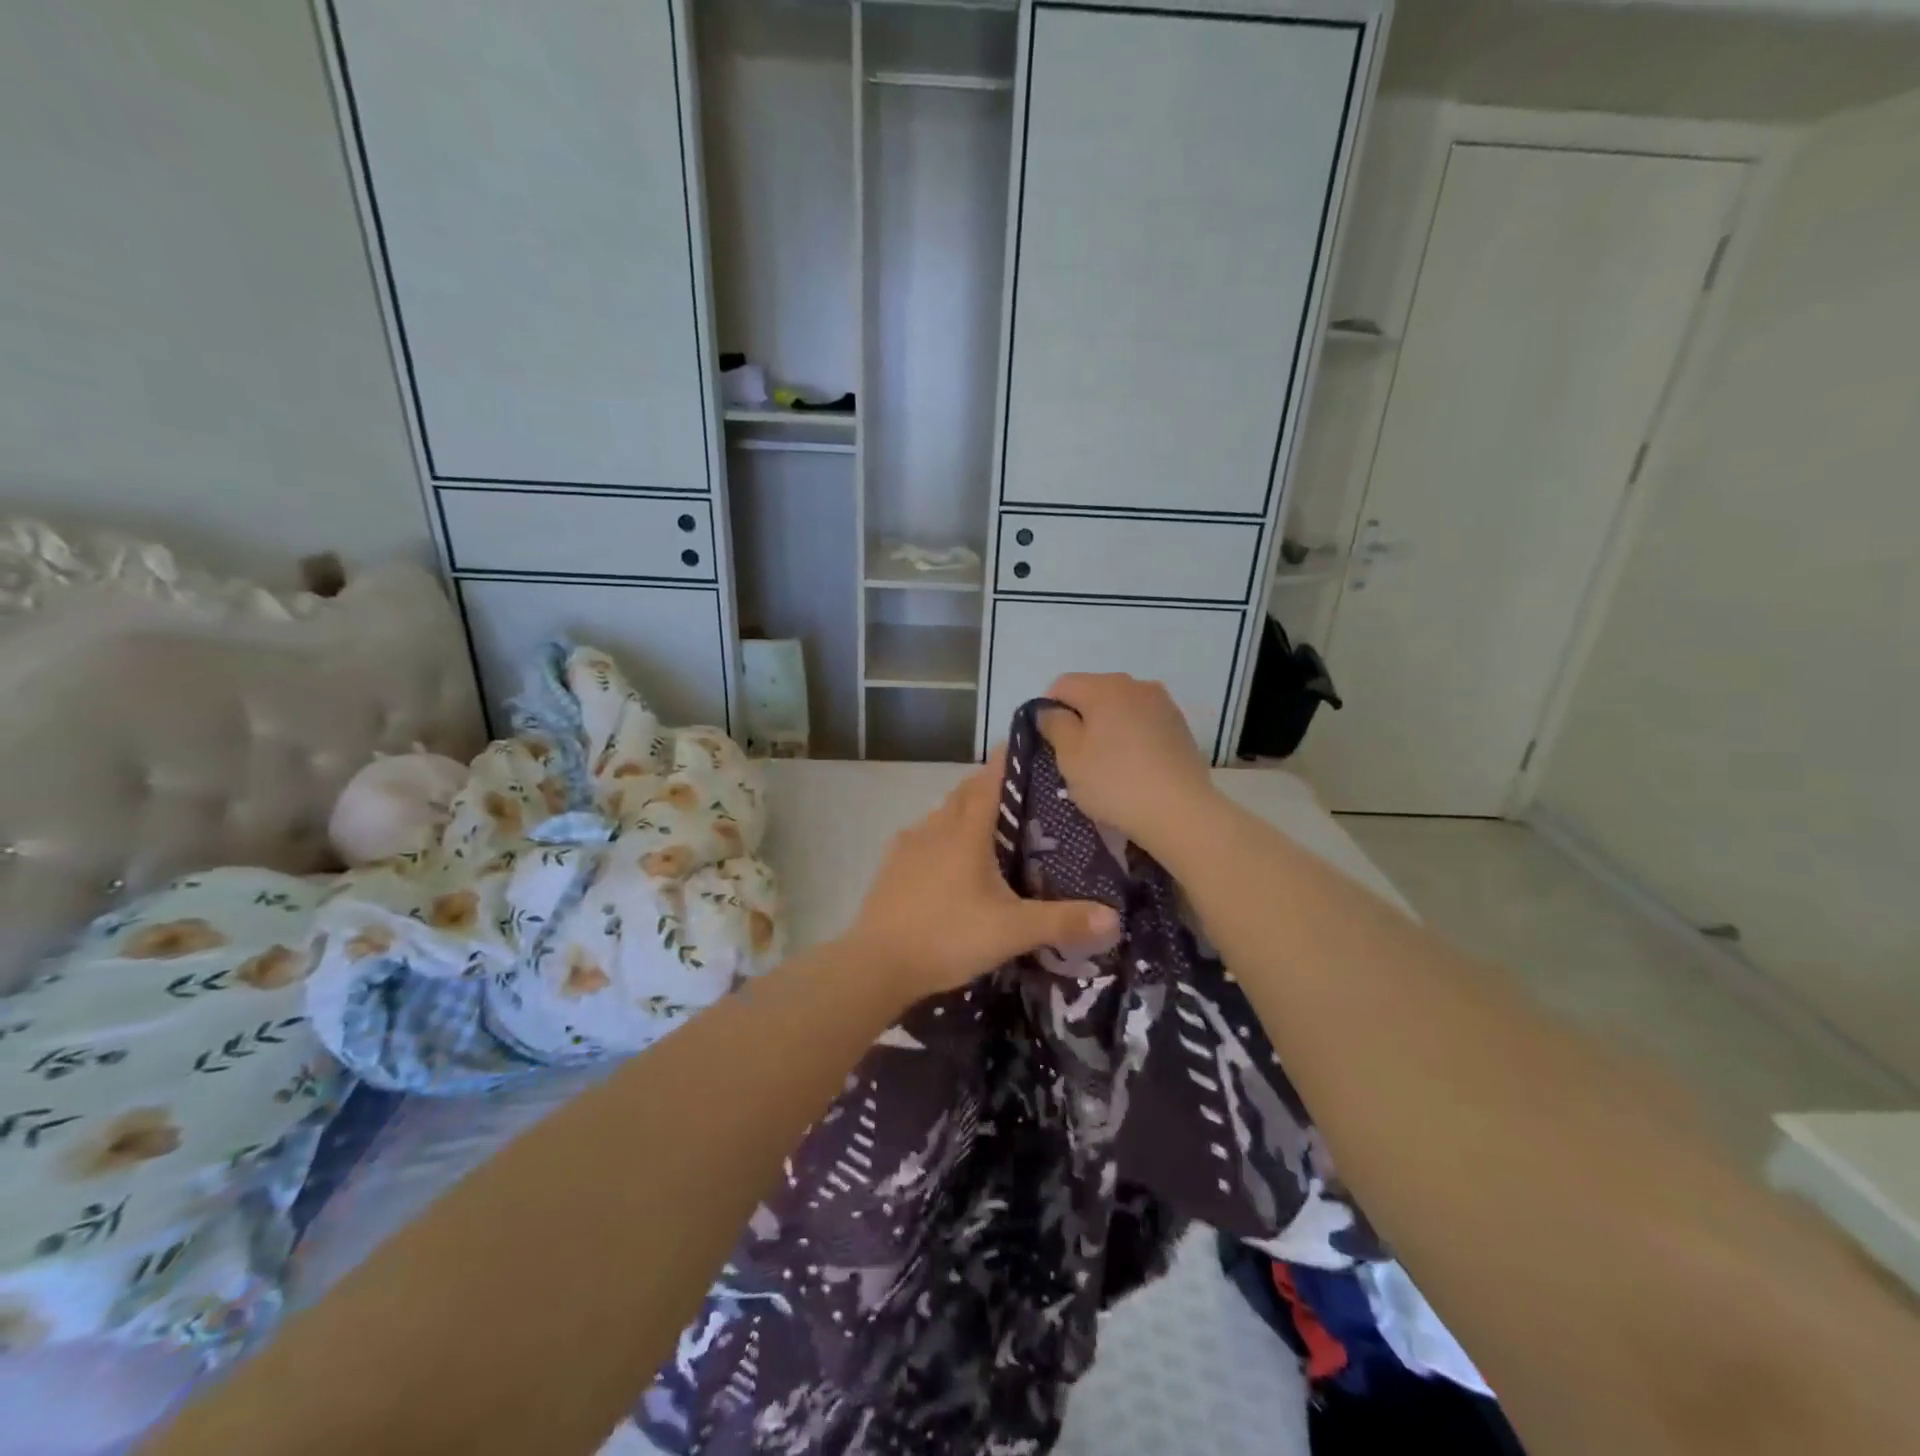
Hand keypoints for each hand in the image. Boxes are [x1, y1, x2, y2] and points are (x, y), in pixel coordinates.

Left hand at [844, 753, 1119, 1000]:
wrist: (877, 963)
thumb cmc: (948, 936)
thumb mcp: (1011, 932)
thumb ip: (1062, 922)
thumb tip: (1115, 917)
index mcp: (966, 833)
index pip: (989, 782)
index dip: (1005, 761)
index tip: (1021, 743)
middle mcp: (935, 828)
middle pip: (963, 793)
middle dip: (986, 784)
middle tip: (1015, 790)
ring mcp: (908, 846)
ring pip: (940, 815)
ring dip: (961, 810)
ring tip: (985, 824)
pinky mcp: (891, 866)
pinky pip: (920, 838)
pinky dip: (939, 836)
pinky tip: (945, 857)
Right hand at [1036, 673, 1219, 854]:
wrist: (1181, 811)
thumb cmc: (1115, 782)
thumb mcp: (1070, 756)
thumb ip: (1054, 724)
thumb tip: (1049, 709)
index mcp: (1105, 686)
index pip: (1062, 685)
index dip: (1048, 710)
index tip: (1050, 743)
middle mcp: (1136, 685)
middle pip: (1093, 693)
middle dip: (1080, 718)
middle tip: (1076, 757)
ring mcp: (1163, 704)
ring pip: (1120, 708)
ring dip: (1107, 727)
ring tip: (1107, 764)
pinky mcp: (1180, 726)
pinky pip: (1143, 722)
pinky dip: (1131, 737)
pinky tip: (1133, 767)